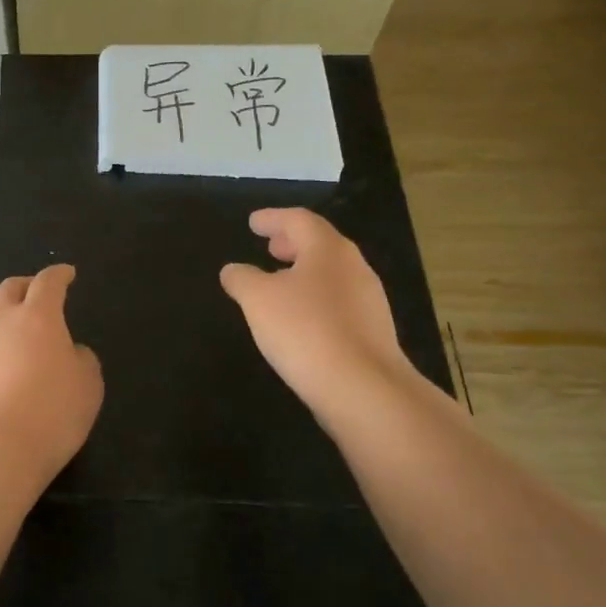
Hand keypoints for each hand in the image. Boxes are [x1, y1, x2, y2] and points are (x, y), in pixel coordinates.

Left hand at [0, 264, 103, 479]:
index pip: (48, 283)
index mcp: (38, 317)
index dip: (59, 275)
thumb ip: (81, 360)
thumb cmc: (51, 414)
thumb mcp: (88, 386)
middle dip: (25, 285)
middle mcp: (0, 320)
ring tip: (6, 317)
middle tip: (36, 291)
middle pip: (9, 288)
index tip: (66, 273)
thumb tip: (68, 351)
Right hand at [219, 209, 410, 417]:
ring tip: (280, 282)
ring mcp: (368, 300)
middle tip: (270, 246)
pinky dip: (315, 297)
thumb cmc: (305, 330)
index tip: (253, 222)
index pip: (299, 220)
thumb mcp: (258, 300)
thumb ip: (242, 279)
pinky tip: (300, 317)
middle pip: (321, 244)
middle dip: (293, 242)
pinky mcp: (372, 331)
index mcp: (328, 250)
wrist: (362, 388)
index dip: (273, 218)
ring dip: (304, 271)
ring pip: (331, 273)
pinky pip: (338, 301)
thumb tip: (233, 270)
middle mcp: (354, 267)